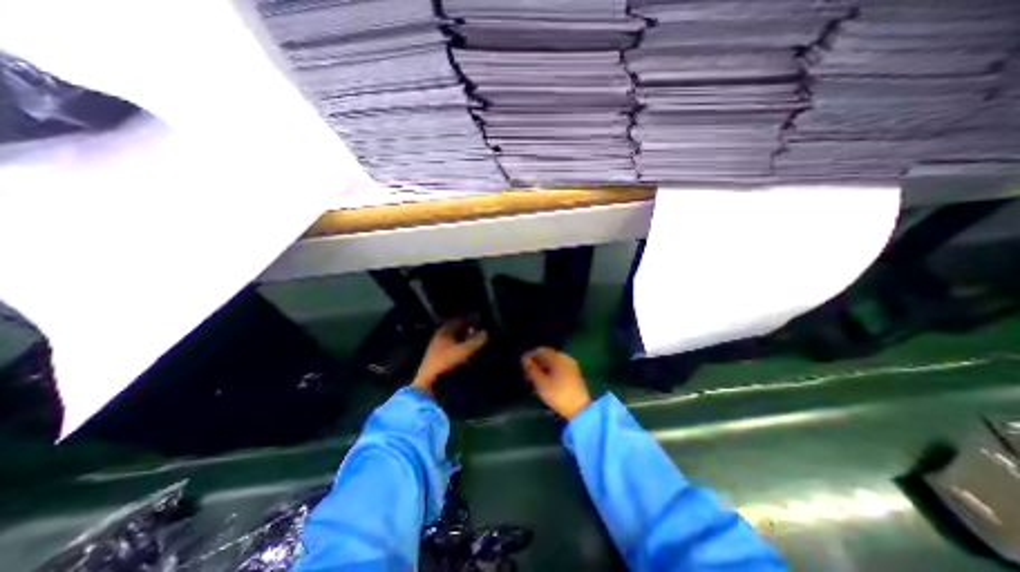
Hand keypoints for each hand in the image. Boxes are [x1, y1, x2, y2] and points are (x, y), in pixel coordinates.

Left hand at [412, 319, 487, 394]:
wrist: (429, 381)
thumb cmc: (445, 361)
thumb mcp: (463, 351)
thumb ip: (475, 341)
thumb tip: (486, 333)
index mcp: (444, 331)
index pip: (457, 320)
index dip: (468, 320)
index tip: (478, 321)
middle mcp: (439, 336)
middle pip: (454, 329)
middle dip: (466, 329)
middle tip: (477, 331)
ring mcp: (437, 346)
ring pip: (452, 338)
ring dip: (462, 338)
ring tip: (473, 341)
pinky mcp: (437, 357)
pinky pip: (450, 346)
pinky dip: (458, 346)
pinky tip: (464, 351)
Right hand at [521, 347, 594, 418]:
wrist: (580, 409)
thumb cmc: (557, 394)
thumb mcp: (540, 382)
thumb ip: (531, 369)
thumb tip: (524, 358)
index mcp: (557, 357)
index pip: (540, 350)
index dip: (530, 356)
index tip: (522, 365)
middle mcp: (565, 357)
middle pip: (547, 355)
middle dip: (536, 362)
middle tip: (527, 374)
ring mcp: (571, 365)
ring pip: (553, 362)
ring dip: (543, 368)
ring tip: (534, 379)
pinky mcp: (574, 374)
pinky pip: (559, 368)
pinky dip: (551, 372)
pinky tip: (545, 381)